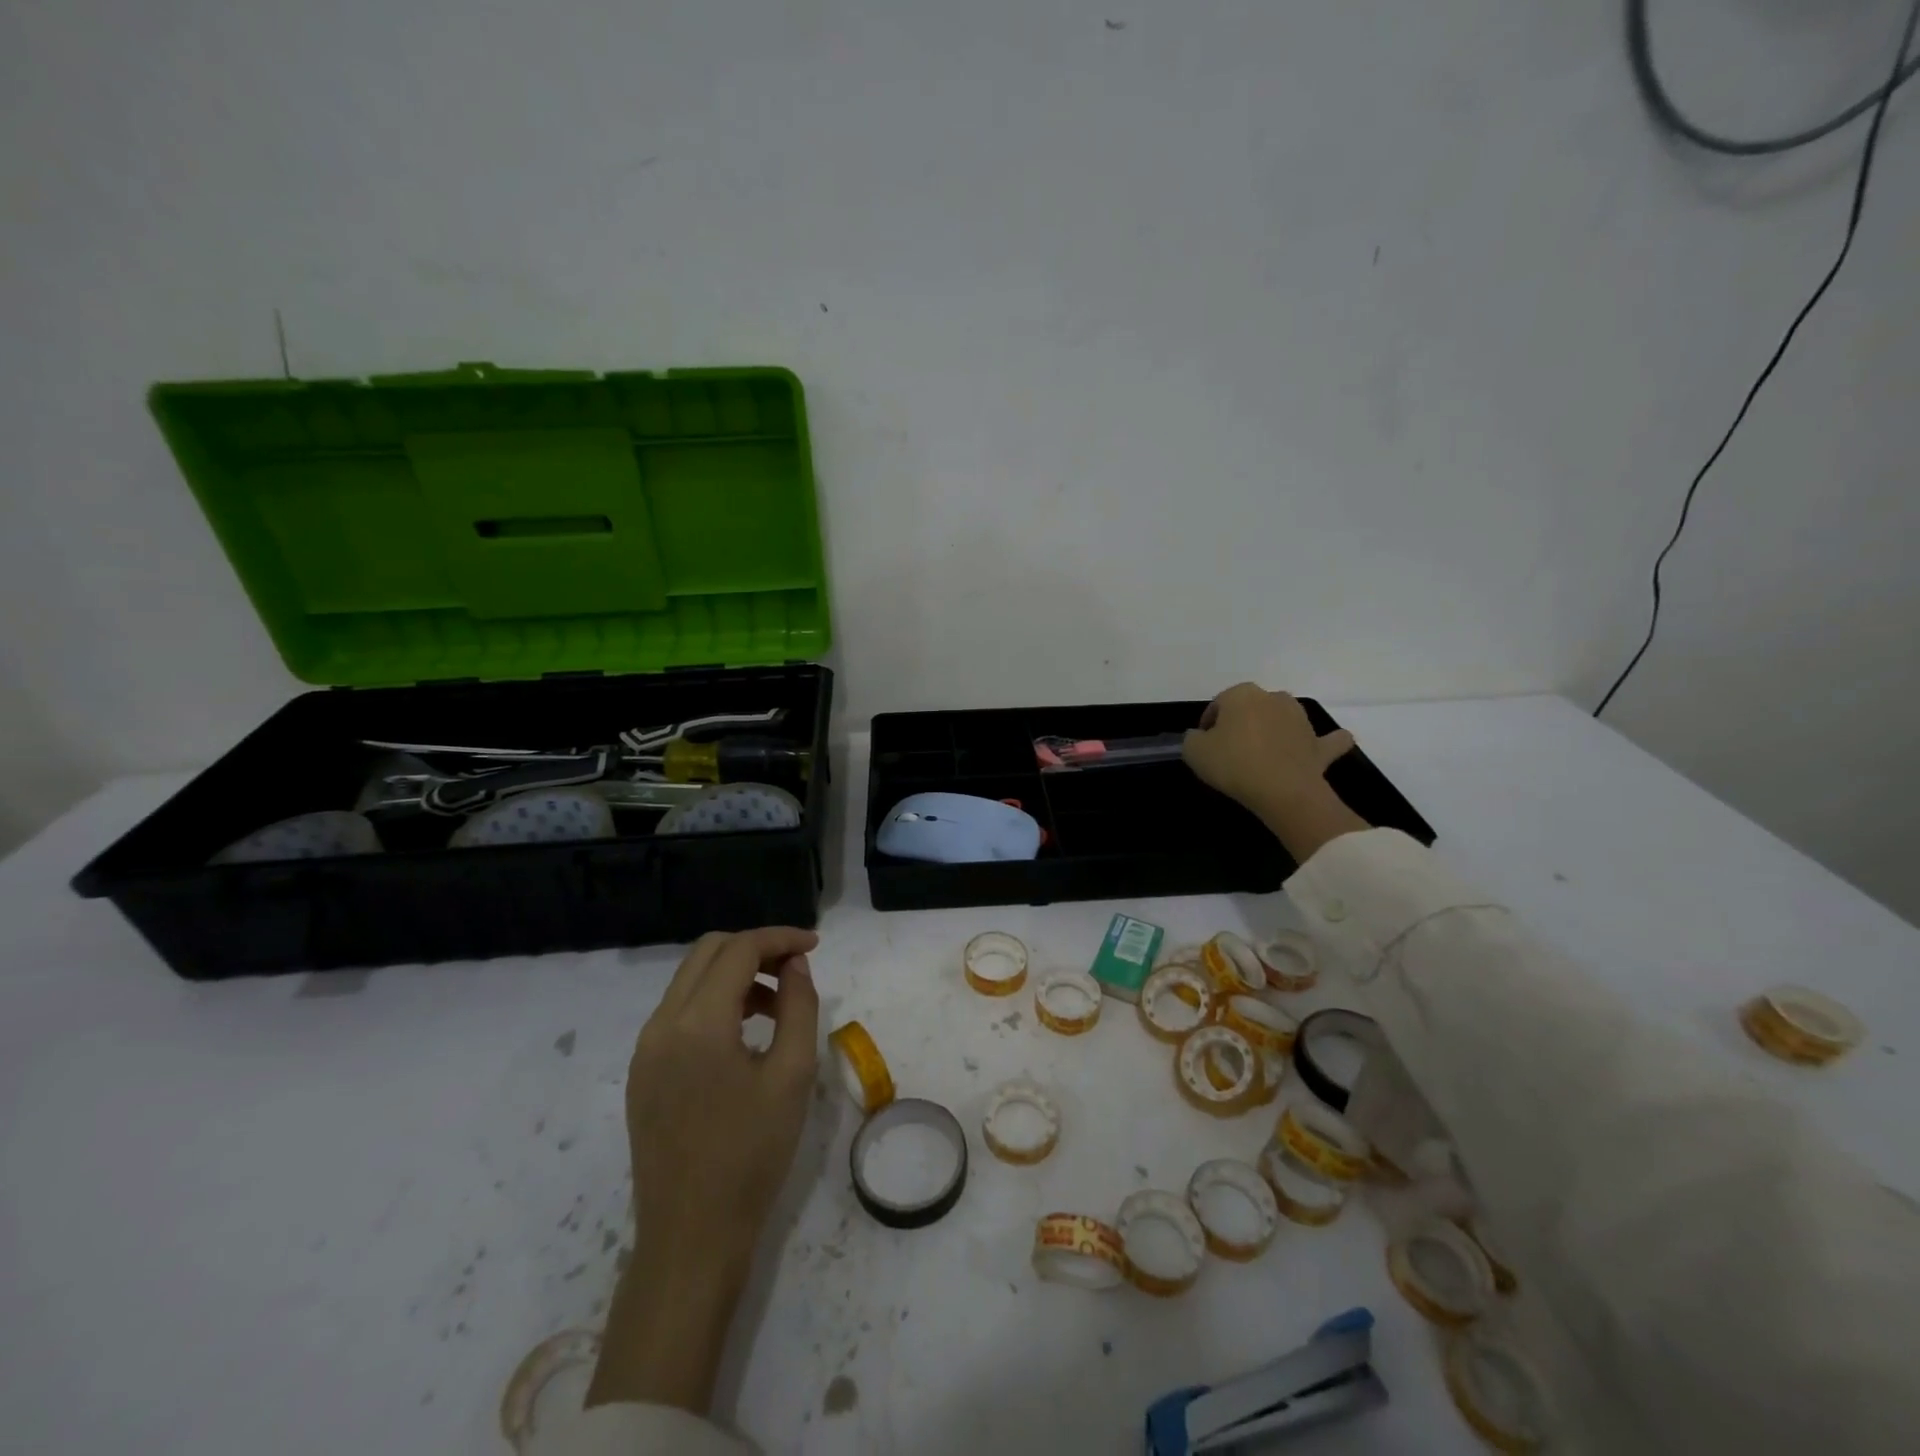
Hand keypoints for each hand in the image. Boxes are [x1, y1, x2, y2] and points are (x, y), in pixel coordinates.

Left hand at [588, 927, 820, 1413]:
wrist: (691, 1237)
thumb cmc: (752, 1155)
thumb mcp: (793, 1075)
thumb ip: (798, 1006)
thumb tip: (794, 964)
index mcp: (698, 1023)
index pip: (739, 950)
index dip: (780, 938)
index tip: (815, 945)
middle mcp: (662, 1024)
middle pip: (708, 953)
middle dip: (755, 948)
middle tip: (796, 967)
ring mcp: (645, 1049)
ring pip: (691, 980)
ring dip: (735, 974)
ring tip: (778, 1004)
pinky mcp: (642, 1072)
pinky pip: (679, 1012)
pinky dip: (714, 1001)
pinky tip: (745, 1032)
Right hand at [1183, 684, 1367, 862]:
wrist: (1282, 790)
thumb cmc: (1233, 764)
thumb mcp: (1193, 751)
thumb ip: (1193, 738)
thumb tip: (1201, 736)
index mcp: (1241, 694)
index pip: (1218, 704)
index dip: (1208, 724)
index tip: (1204, 744)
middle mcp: (1274, 697)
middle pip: (1251, 708)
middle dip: (1241, 723)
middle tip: (1230, 749)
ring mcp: (1301, 719)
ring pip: (1284, 717)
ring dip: (1275, 728)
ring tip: (1262, 754)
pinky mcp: (1320, 744)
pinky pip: (1325, 740)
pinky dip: (1323, 743)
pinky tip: (1320, 746)